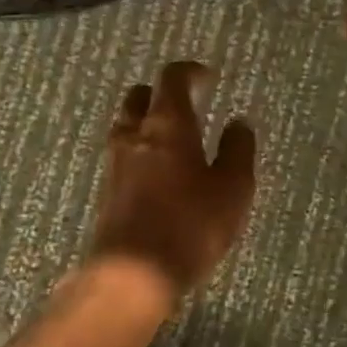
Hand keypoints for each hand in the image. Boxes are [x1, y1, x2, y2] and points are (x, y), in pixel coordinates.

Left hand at [89, 61, 255, 296]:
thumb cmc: (190, 225)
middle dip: (161, 94)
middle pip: (140, 97)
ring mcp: (115, 163)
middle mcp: (135, 135)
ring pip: (127, 126)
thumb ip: (238, 151)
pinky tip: (157, 173)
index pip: (172, 79)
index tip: (208, 77)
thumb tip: (239, 123)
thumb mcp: (232, 189)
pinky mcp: (107, 191)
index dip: (190, 71)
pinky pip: (122, 155)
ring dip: (147, 123)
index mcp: (167, 125)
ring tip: (172, 140)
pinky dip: (139, 151)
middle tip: (186, 106)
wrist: (132, 274)